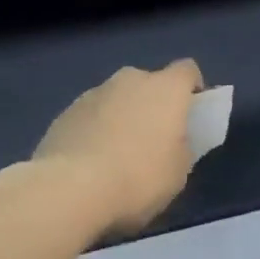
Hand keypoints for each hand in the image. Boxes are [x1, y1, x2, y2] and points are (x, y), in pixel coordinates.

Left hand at [31, 60, 203, 235]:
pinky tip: (90, 162)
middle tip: (154, 140)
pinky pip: (91, 116)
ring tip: (117, 155)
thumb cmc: (138, 178)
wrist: (70, 188)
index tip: (192, 114)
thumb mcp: (178, 172)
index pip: (187, 70)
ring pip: (117, 98)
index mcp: (165, 88)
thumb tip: (171, 140)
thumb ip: (181, 147)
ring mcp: (94, 93)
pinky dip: (95, 130)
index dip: (193, 88)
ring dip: (122, 116)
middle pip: (149, 83)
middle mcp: (130, 79)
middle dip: (153, 104)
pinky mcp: (66, 111)